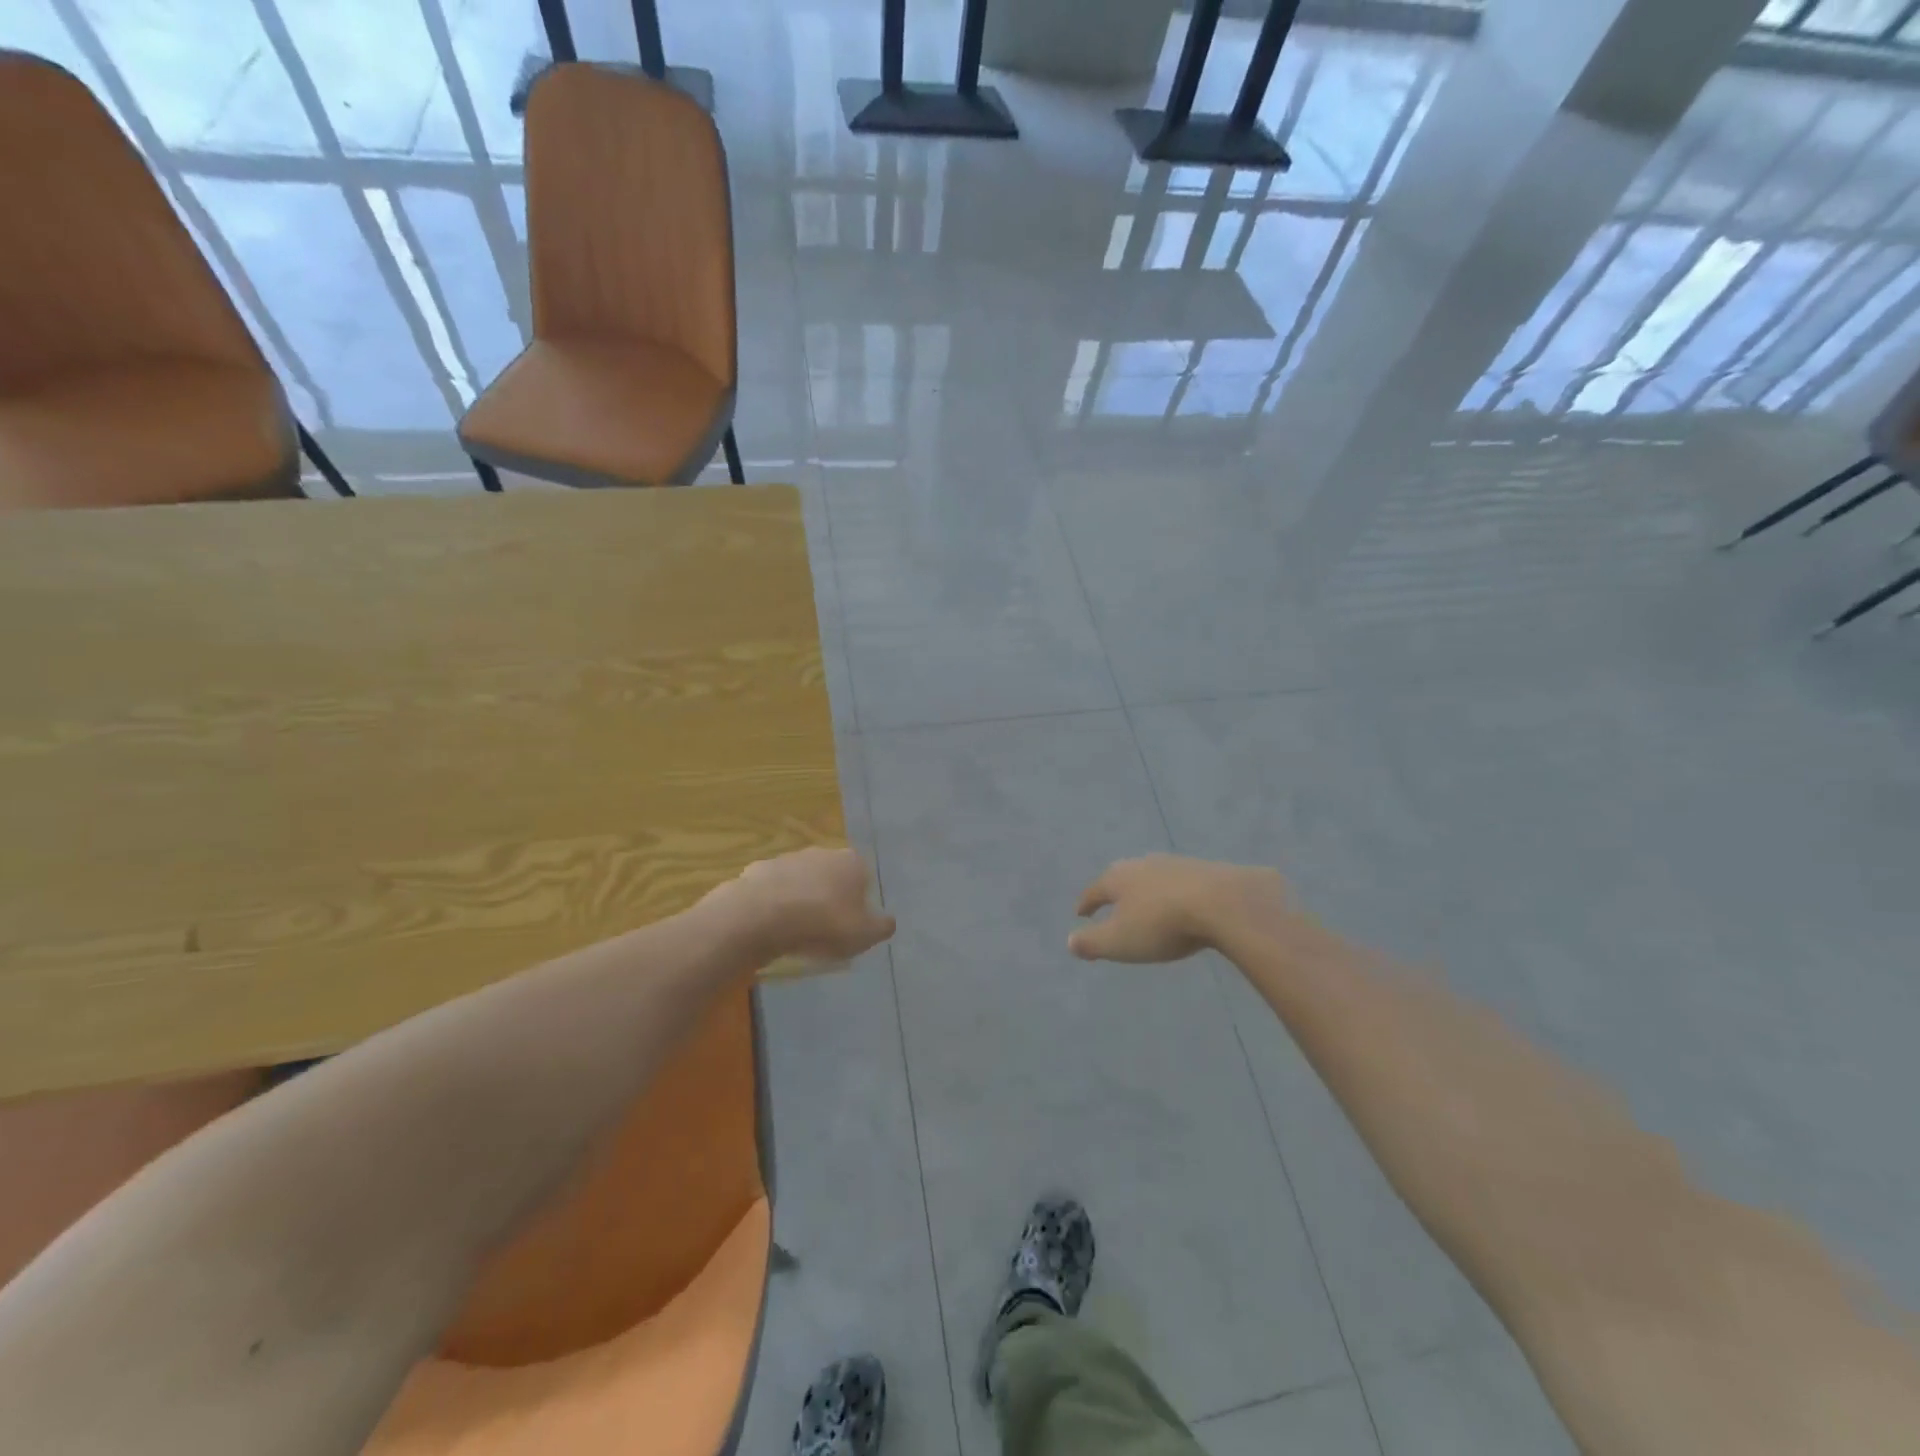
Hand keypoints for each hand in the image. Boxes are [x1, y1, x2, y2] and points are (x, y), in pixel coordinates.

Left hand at [719, 848, 894, 961]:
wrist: (762, 916)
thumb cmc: (823, 923)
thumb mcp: (864, 934)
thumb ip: (882, 927)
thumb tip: (888, 922)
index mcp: (852, 862)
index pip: (863, 878)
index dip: (858, 903)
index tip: (850, 926)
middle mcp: (822, 852)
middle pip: (831, 876)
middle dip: (829, 897)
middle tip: (824, 929)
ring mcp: (789, 858)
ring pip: (801, 881)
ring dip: (801, 899)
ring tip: (795, 931)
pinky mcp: (760, 869)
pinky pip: (773, 889)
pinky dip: (774, 903)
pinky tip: (770, 926)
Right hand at [1070, 855, 1288, 962]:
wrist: (1223, 903)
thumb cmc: (1162, 924)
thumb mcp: (1119, 941)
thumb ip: (1092, 943)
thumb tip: (1069, 941)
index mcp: (1118, 879)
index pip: (1094, 891)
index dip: (1086, 904)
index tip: (1080, 913)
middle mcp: (1143, 865)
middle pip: (1123, 877)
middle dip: (1116, 892)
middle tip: (1112, 904)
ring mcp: (1175, 864)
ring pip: (1153, 877)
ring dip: (1147, 891)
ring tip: (1147, 905)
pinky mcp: (1205, 870)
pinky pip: (1181, 883)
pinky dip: (1175, 894)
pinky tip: (1182, 904)